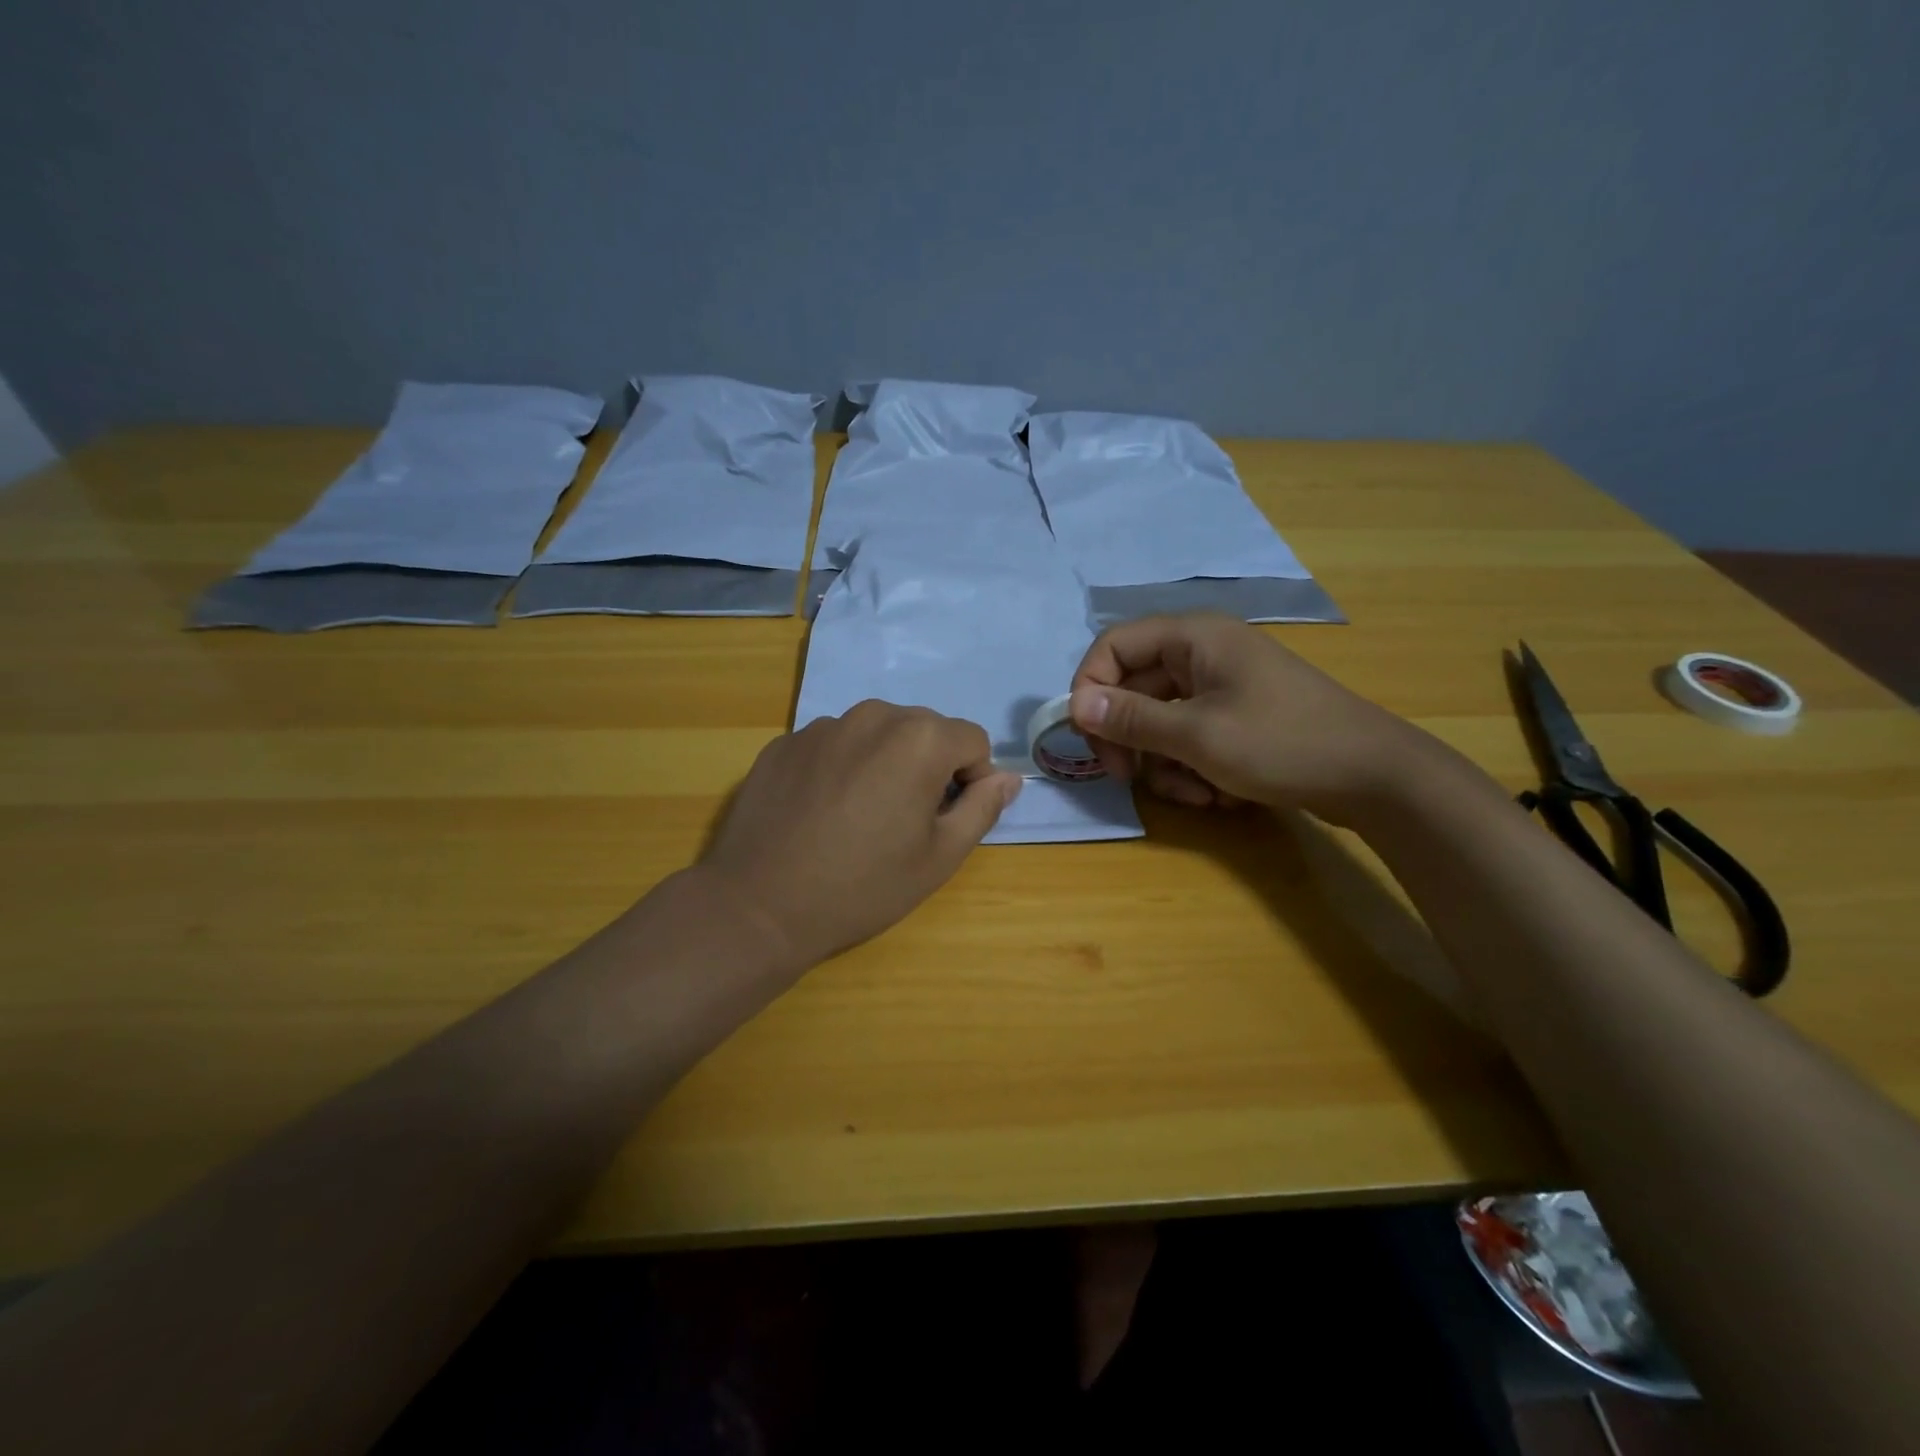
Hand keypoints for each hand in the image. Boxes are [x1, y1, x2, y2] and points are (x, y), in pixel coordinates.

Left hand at [695, 701, 1021, 967]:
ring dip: (884, 762)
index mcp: (919, 738)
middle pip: (925, 730)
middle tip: (906, 820)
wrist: (759, 905)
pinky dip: (841, 767)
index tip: (948, 818)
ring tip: (860, 815)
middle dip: (930, 766)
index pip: (972, 741)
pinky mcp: (785, 742)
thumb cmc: (862, 886)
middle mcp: (872, 716)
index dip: (972, 780)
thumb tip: (1009, 778)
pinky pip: (833, 744)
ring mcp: (822, 725)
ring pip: (877, 734)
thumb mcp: (939, 857)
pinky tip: (821, 812)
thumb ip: (982, 808)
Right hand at [1068, 614, 1443, 823]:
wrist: (1374, 777)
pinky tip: (1219, 795)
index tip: (1090, 737)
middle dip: (1130, 739)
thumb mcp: (1197, 735)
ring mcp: (1222, 689)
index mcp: (1194, 638)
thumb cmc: (1282, 743)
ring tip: (1196, 793)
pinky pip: (1190, 739)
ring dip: (1165, 764)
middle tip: (1127, 777)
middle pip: (1134, 688)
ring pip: (1160, 722)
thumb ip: (1131, 719)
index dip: (1091, 687)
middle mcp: (1203, 654)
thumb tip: (1074, 705)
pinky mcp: (1236, 720)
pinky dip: (1193, 769)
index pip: (1114, 646)